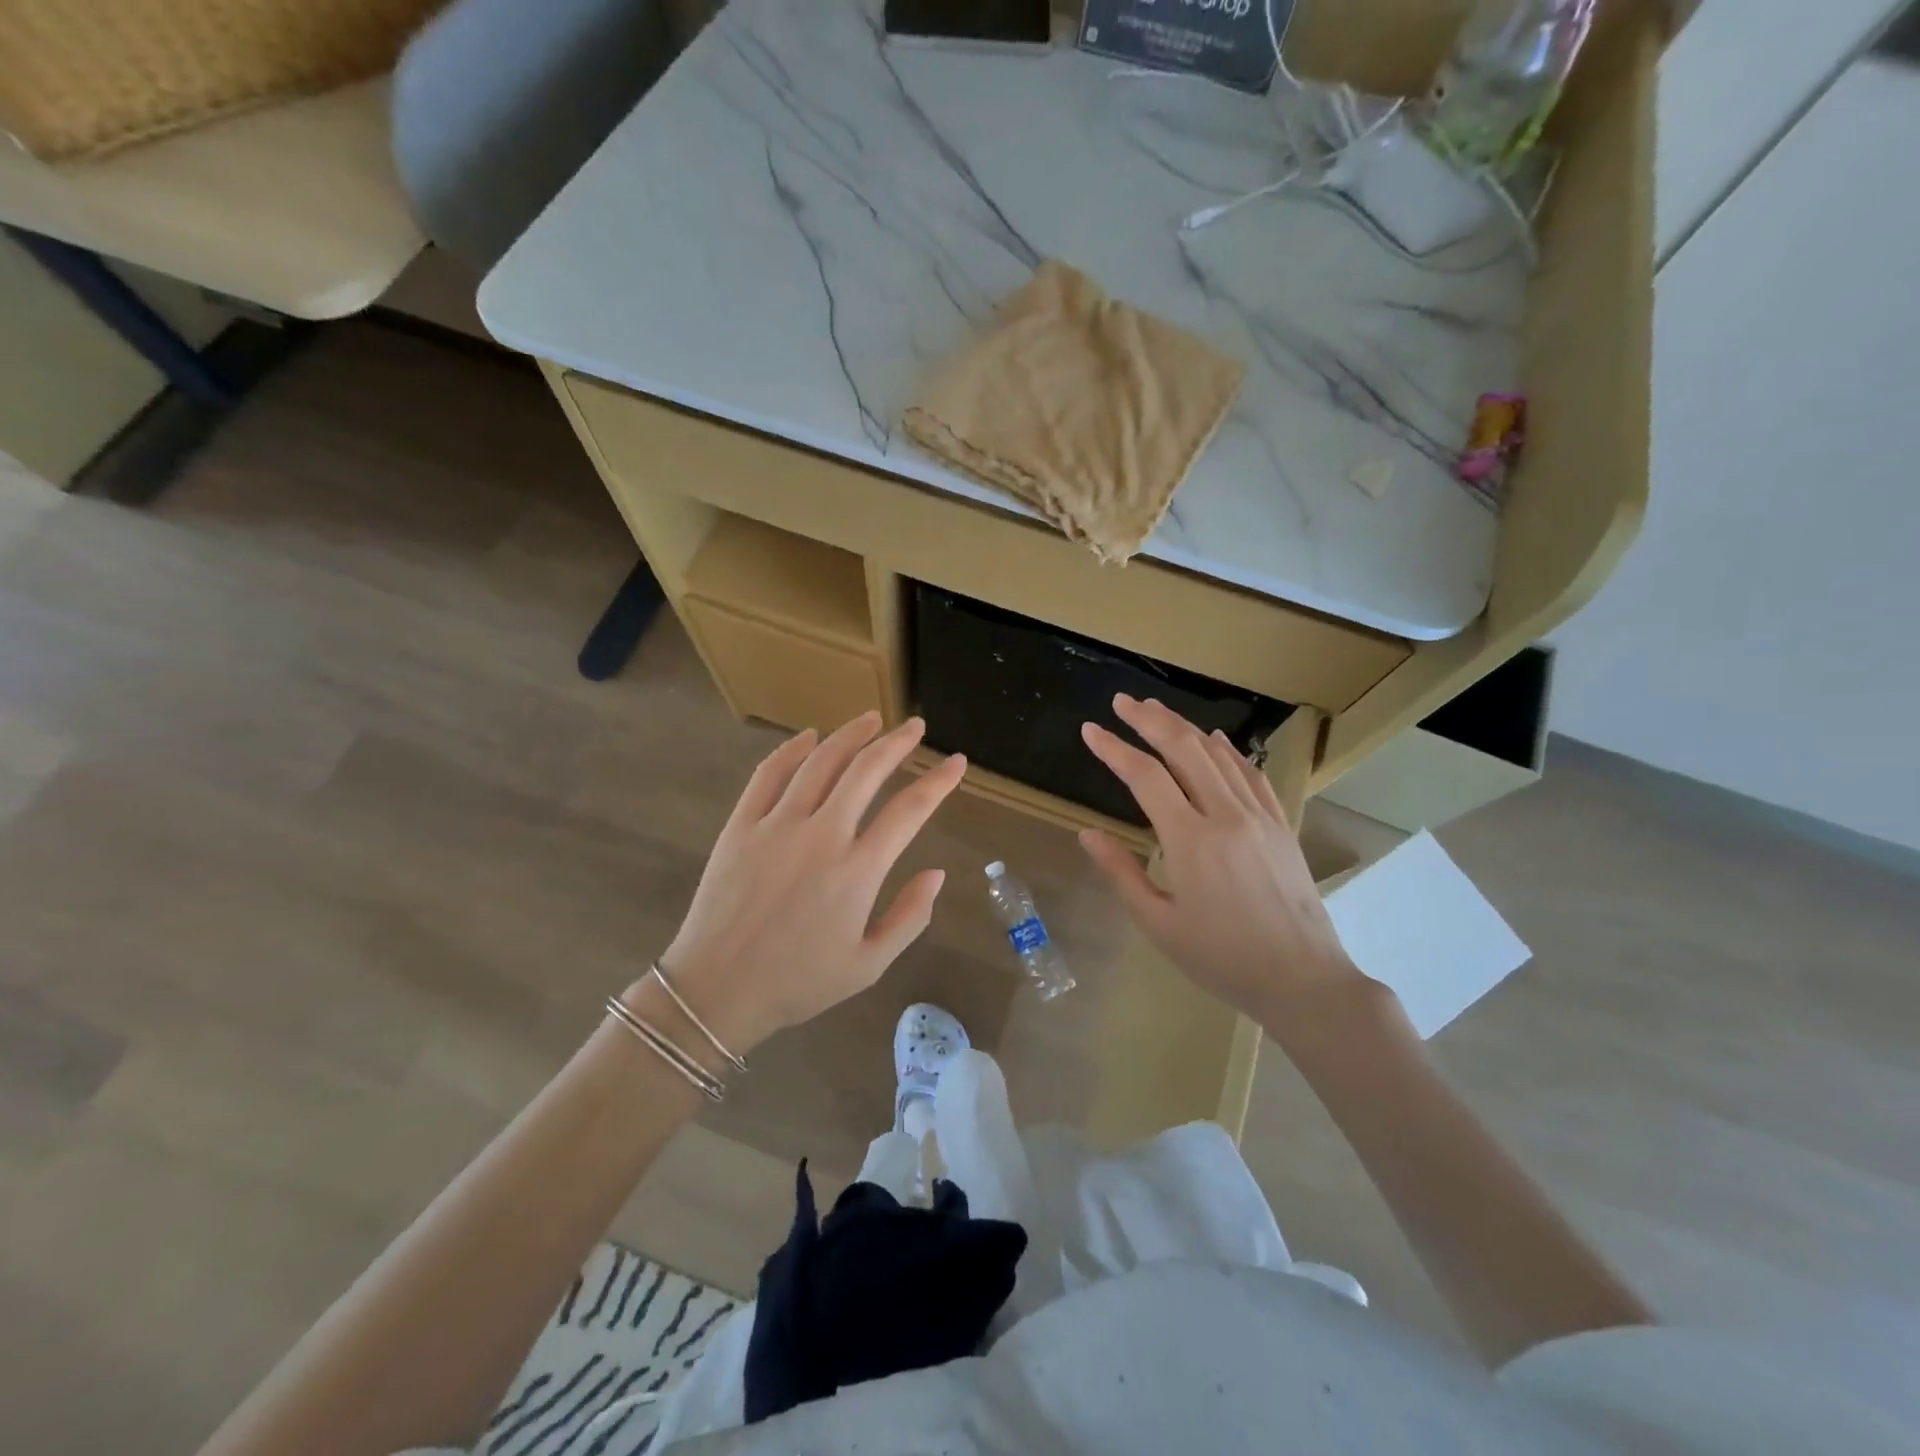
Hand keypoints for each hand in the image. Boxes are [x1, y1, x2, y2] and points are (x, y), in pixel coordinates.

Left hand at [653, 712, 966, 1053]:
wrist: (716, 990)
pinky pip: (769, 774)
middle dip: (897, 742)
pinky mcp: (742, 825)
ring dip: (851, 735)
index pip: (910, 810)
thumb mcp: (869, 965)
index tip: (957, 762)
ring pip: (821, 762)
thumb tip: (938, 873)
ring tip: (872, 719)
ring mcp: (777, 825)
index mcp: (858, 870)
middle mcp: (822, 836)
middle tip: (915, 727)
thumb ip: (910, 917)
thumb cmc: (798, 982)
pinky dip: (792, 750)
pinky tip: (809, 737)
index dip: (939, 781)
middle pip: (867, 771)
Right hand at [1078, 694, 1365, 1027]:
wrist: (1303, 979)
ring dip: (1184, 727)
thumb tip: (1088, 834)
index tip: (1090, 730)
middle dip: (1149, 719)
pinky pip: (1251, 773)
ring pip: (1218, 754)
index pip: (1145, 776)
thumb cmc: (1222, 958)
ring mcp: (1259, 816)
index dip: (1114, 748)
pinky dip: (1227, 749)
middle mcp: (1226, 815)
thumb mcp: (1159, 923)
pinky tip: (1214, 740)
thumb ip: (1121, 873)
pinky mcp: (1280, 824)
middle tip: (1121, 701)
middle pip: (1184, 749)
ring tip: (1156, 711)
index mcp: (1191, 840)